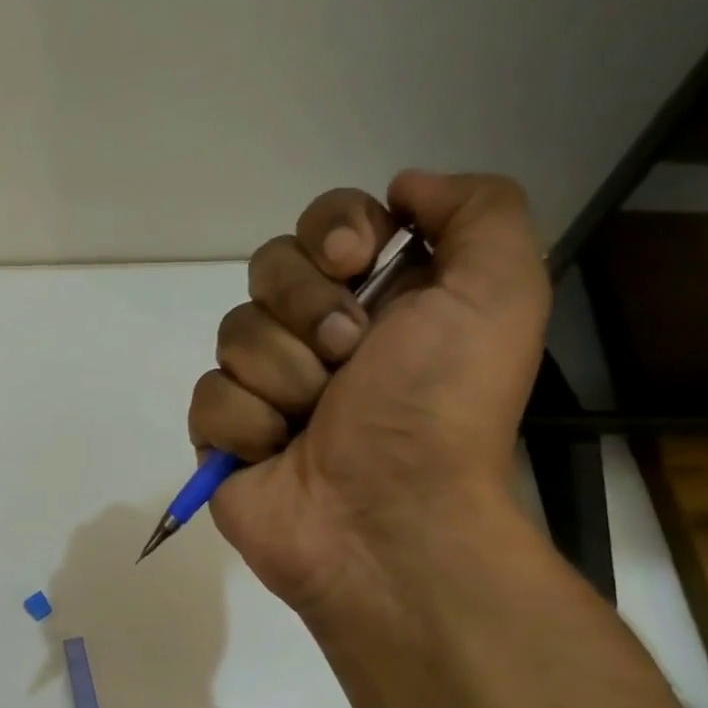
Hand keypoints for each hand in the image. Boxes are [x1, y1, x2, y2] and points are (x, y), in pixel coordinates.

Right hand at [188, 172, 549, 617]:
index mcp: (382, 297)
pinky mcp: (226, 434)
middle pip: (268, 268)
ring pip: (234, 333)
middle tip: (348, 357)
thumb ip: (477, 211)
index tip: (354, 261)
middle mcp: (320, 333)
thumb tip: (403, 188)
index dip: (331, 230)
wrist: (387, 519)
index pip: (325, 222)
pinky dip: (247, 424)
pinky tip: (278, 453)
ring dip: (284, 376)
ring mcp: (268, 385)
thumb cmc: (440, 407)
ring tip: (316, 419)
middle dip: (306, 310)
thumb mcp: (499, 291)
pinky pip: (209, 396)